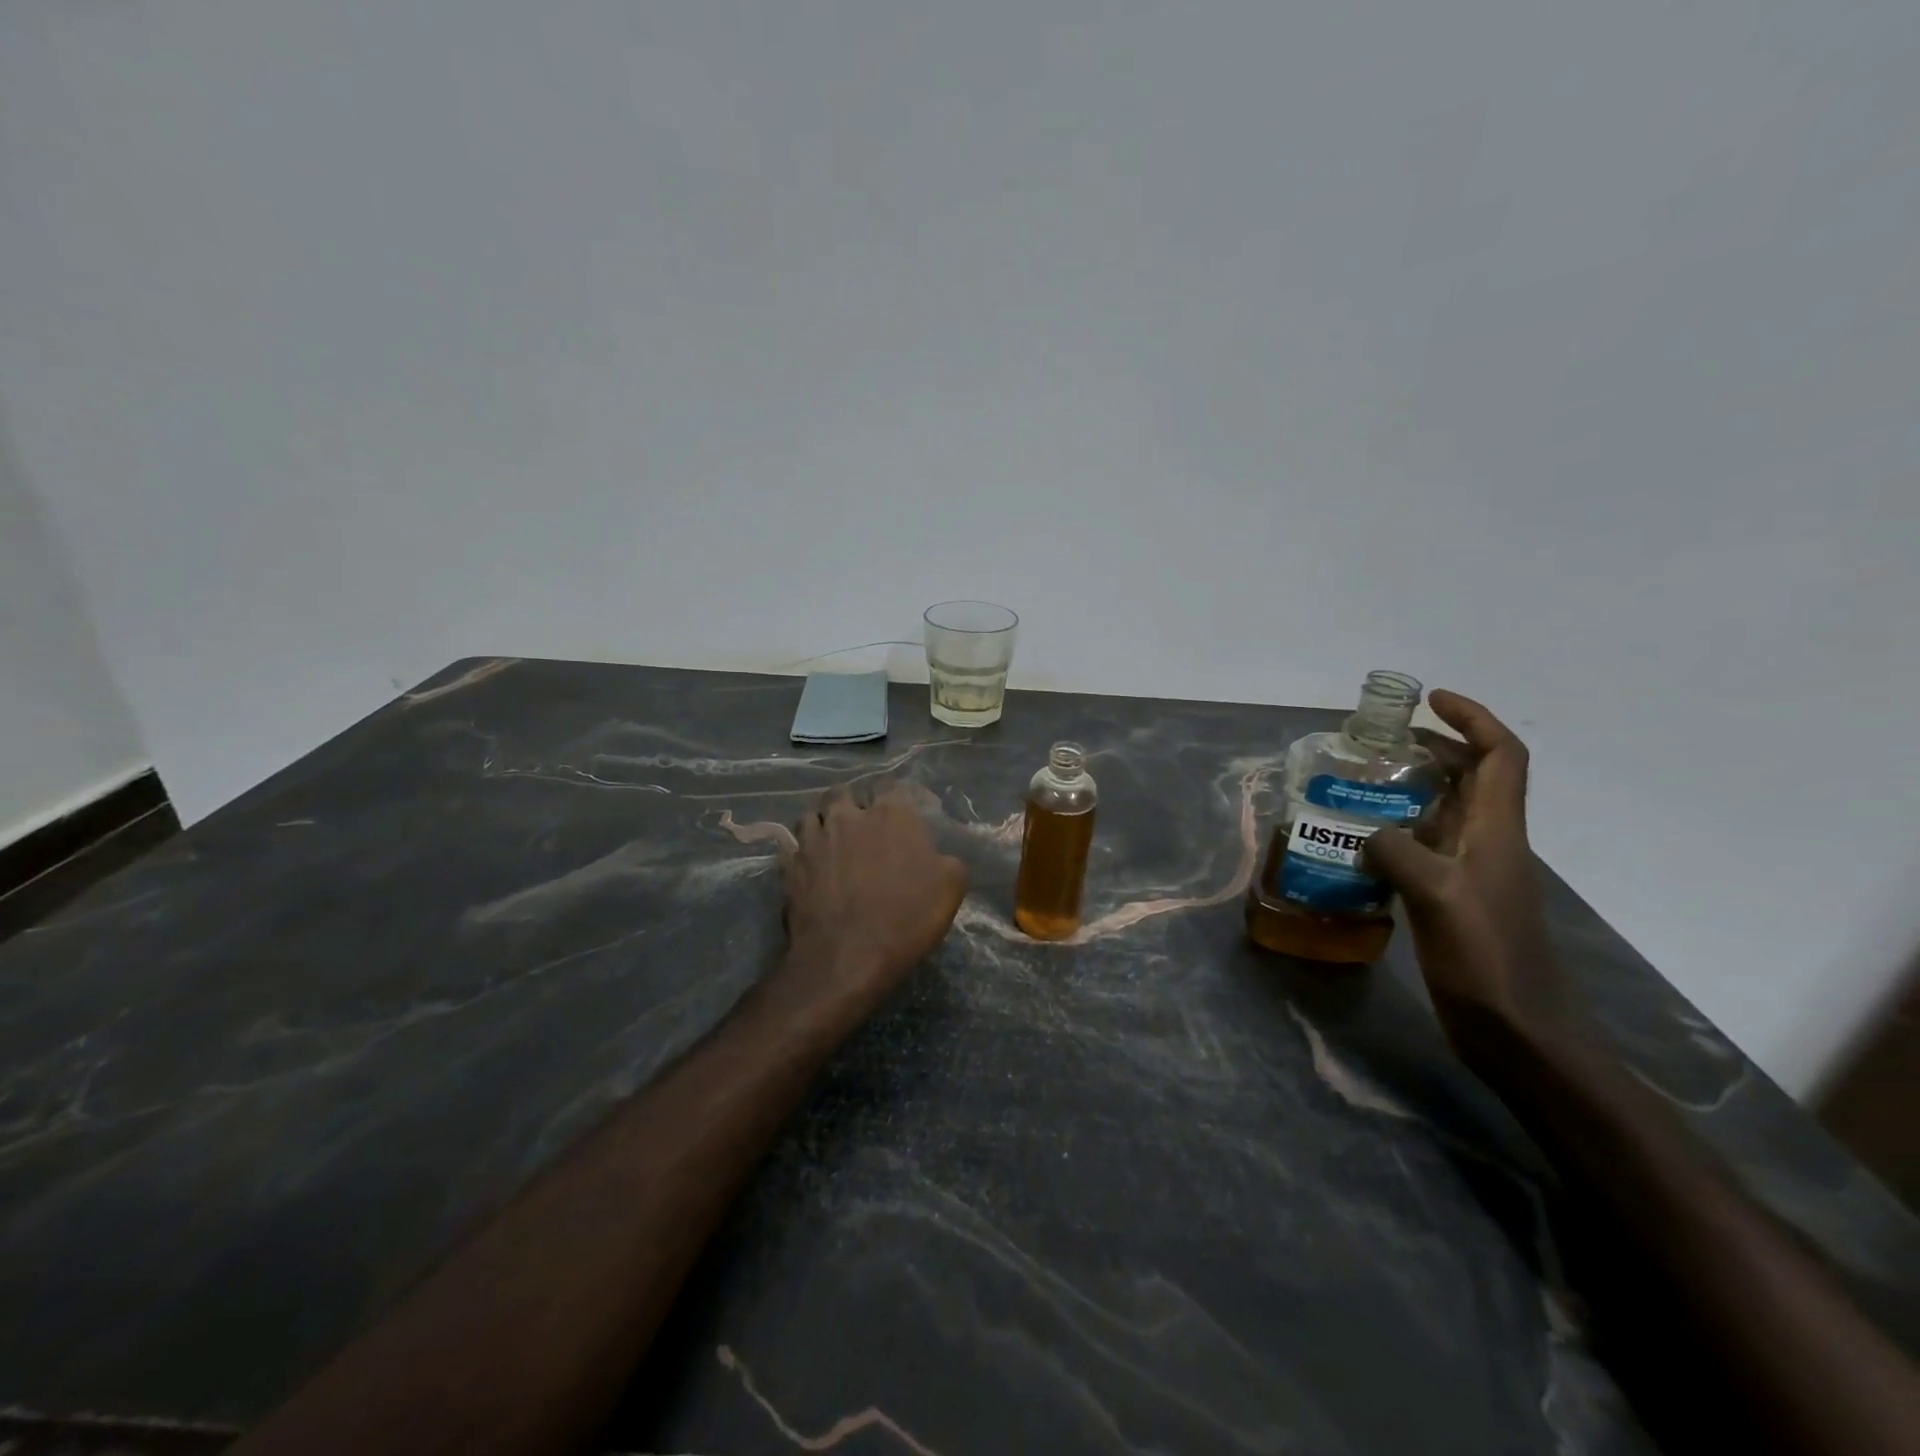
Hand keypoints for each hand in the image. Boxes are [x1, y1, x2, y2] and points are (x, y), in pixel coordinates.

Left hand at [778, 781, 967, 1016]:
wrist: (847, 956)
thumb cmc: (906, 917)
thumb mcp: (950, 887)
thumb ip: (945, 859)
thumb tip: (937, 855)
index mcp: (891, 813)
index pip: (889, 785)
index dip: (893, 798)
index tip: (898, 815)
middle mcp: (848, 816)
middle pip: (843, 792)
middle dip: (851, 803)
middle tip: (860, 826)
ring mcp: (813, 839)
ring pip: (811, 815)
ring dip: (822, 824)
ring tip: (831, 844)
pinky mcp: (790, 865)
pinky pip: (793, 848)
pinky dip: (801, 854)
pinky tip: (810, 870)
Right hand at [1361, 692, 1586, 1058]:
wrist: (1521, 1035)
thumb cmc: (1488, 961)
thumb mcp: (1437, 897)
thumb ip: (1397, 852)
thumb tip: (1368, 833)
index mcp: (1498, 832)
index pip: (1500, 756)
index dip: (1472, 719)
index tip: (1430, 700)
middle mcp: (1489, 844)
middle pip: (1471, 778)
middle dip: (1432, 749)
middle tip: (1377, 743)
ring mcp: (1471, 875)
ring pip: (1443, 813)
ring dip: (1408, 792)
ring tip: (1356, 787)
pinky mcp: (1453, 902)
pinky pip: (1422, 851)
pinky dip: (1394, 836)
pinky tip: (1357, 847)